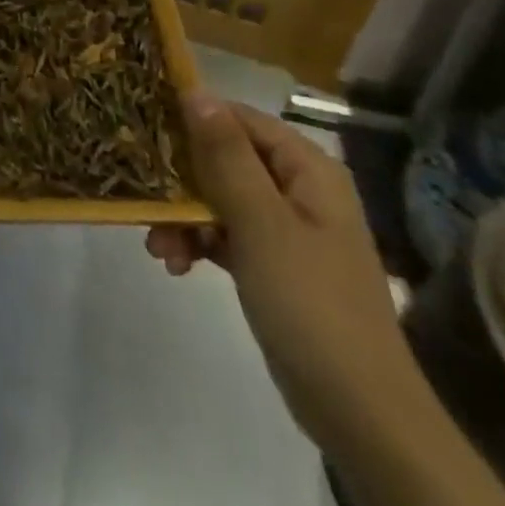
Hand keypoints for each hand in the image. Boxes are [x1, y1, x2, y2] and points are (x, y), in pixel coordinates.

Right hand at [147, 94, 422, 454]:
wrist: (361, 414)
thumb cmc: (310, 303)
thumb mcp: (260, 222)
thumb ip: (225, 154)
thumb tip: (195, 91)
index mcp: (307, 169)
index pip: (239, 119)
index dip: (193, 118)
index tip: (144, 128)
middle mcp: (298, 189)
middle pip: (225, 158)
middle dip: (181, 179)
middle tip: (143, 196)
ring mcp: (287, 229)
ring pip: (220, 198)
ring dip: (184, 216)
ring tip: (156, 246)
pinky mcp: (274, 265)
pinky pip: (226, 234)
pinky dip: (199, 243)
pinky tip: (175, 264)